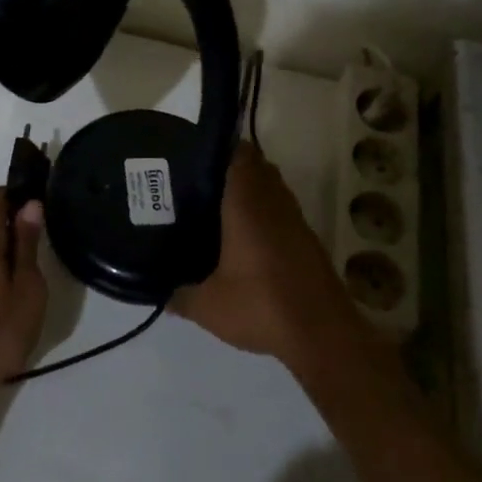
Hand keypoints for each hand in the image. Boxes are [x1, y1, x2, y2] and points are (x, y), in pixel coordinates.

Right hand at [175, 143, 361, 370]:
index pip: (239, 154)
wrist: (322, 335)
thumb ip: (179, 296)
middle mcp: (274, 203)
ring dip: (250, 190)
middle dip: (230, 167)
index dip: (219, 146)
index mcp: (248, 204)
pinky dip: (264, 213)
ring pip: (271, 188)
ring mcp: (295, 220)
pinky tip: (243, 237)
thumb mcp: (208, 307)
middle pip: (256, 167)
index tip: (195, 153)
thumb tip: (159, 293)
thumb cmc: (262, 306)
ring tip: (216, 205)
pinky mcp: (306, 240)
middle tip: (198, 180)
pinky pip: (281, 211)